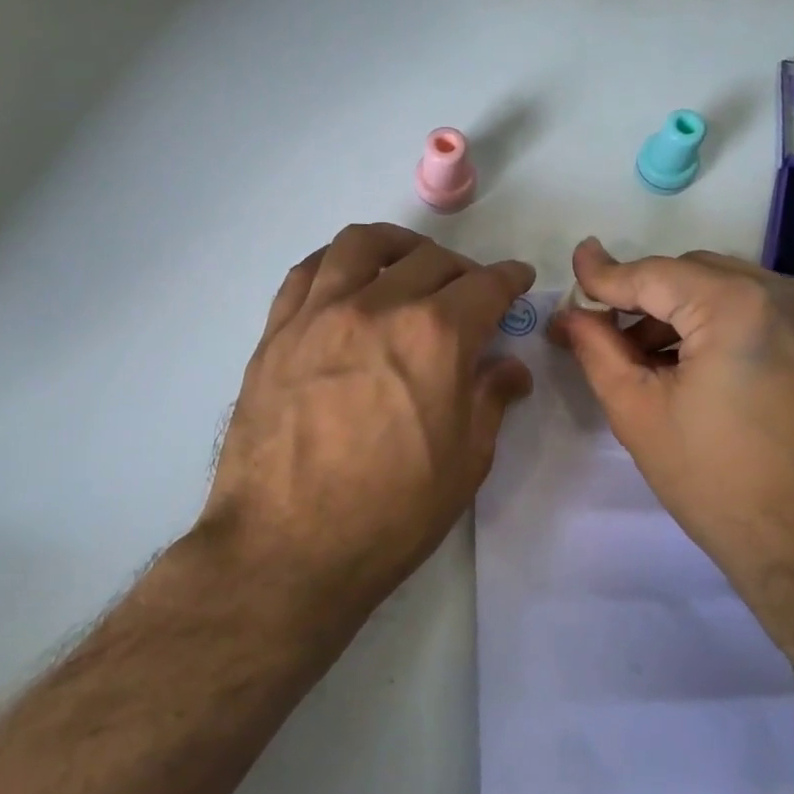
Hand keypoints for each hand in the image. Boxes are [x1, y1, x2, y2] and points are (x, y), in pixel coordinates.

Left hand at [201, 223, 534, 613]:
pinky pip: (307, 272)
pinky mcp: (276, 333)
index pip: (485, 286)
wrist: (286, 549)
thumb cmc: (390, 515)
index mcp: (435, 337)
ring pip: (362, 245)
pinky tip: (346, 282)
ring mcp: (319, 314)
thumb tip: (508, 368)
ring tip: (407, 265)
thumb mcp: (465, 463)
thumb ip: (490, 400)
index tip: (517, 281)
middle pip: (429, 259)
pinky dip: (336, 263)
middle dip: (462, 269)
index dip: (509, 279)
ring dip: (397, 246)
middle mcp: (378, 307)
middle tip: (468, 293)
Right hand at [551, 238, 793, 648]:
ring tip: (656, 362)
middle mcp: (792, 293)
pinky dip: (729, 325)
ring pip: (734, 289)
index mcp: (740, 306)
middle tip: (609, 335)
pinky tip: (707, 369)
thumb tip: (571, 313)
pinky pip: (770, 311)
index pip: (656, 274)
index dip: (607, 273)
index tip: (576, 264)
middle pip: (696, 274)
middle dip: (649, 298)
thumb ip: (598, 350)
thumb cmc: (722, 488)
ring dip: (688, 312)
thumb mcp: (640, 415)